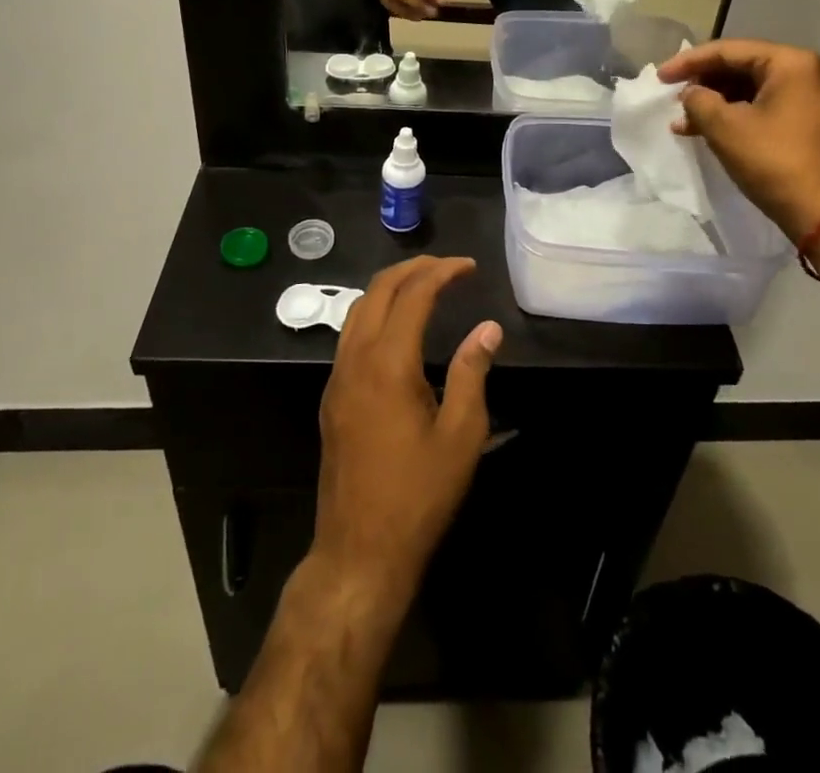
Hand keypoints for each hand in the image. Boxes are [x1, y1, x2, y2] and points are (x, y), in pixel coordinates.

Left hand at [314, 257, 501, 598]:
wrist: (359, 552)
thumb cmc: (418, 496)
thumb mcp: (461, 435)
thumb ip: (472, 372)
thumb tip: (488, 328)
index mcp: (388, 363)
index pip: (413, 294)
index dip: (442, 272)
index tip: (469, 267)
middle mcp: (355, 360)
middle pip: (377, 290)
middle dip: (413, 269)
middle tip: (447, 268)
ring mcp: (337, 379)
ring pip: (358, 310)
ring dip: (390, 288)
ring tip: (424, 287)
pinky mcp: (331, 398)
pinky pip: (350, 336)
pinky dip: (375, 314)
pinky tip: (398, 330)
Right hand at [659, 40, 819, 238]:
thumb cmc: (774, 162)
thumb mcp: (725, 128)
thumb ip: (698, 100)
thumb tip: (691, 93)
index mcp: (791, 63)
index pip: (729, 51)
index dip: (689, 62)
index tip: (660, 77)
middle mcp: (808, 72)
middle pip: (742, 66)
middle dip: (704, 83)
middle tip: (673, 97)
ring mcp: (813, 97)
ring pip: (752, 89)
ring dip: (716, 102)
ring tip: (684, 121)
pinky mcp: (811, 121)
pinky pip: (765, 106)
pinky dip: (736, 115)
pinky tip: (708, 131)